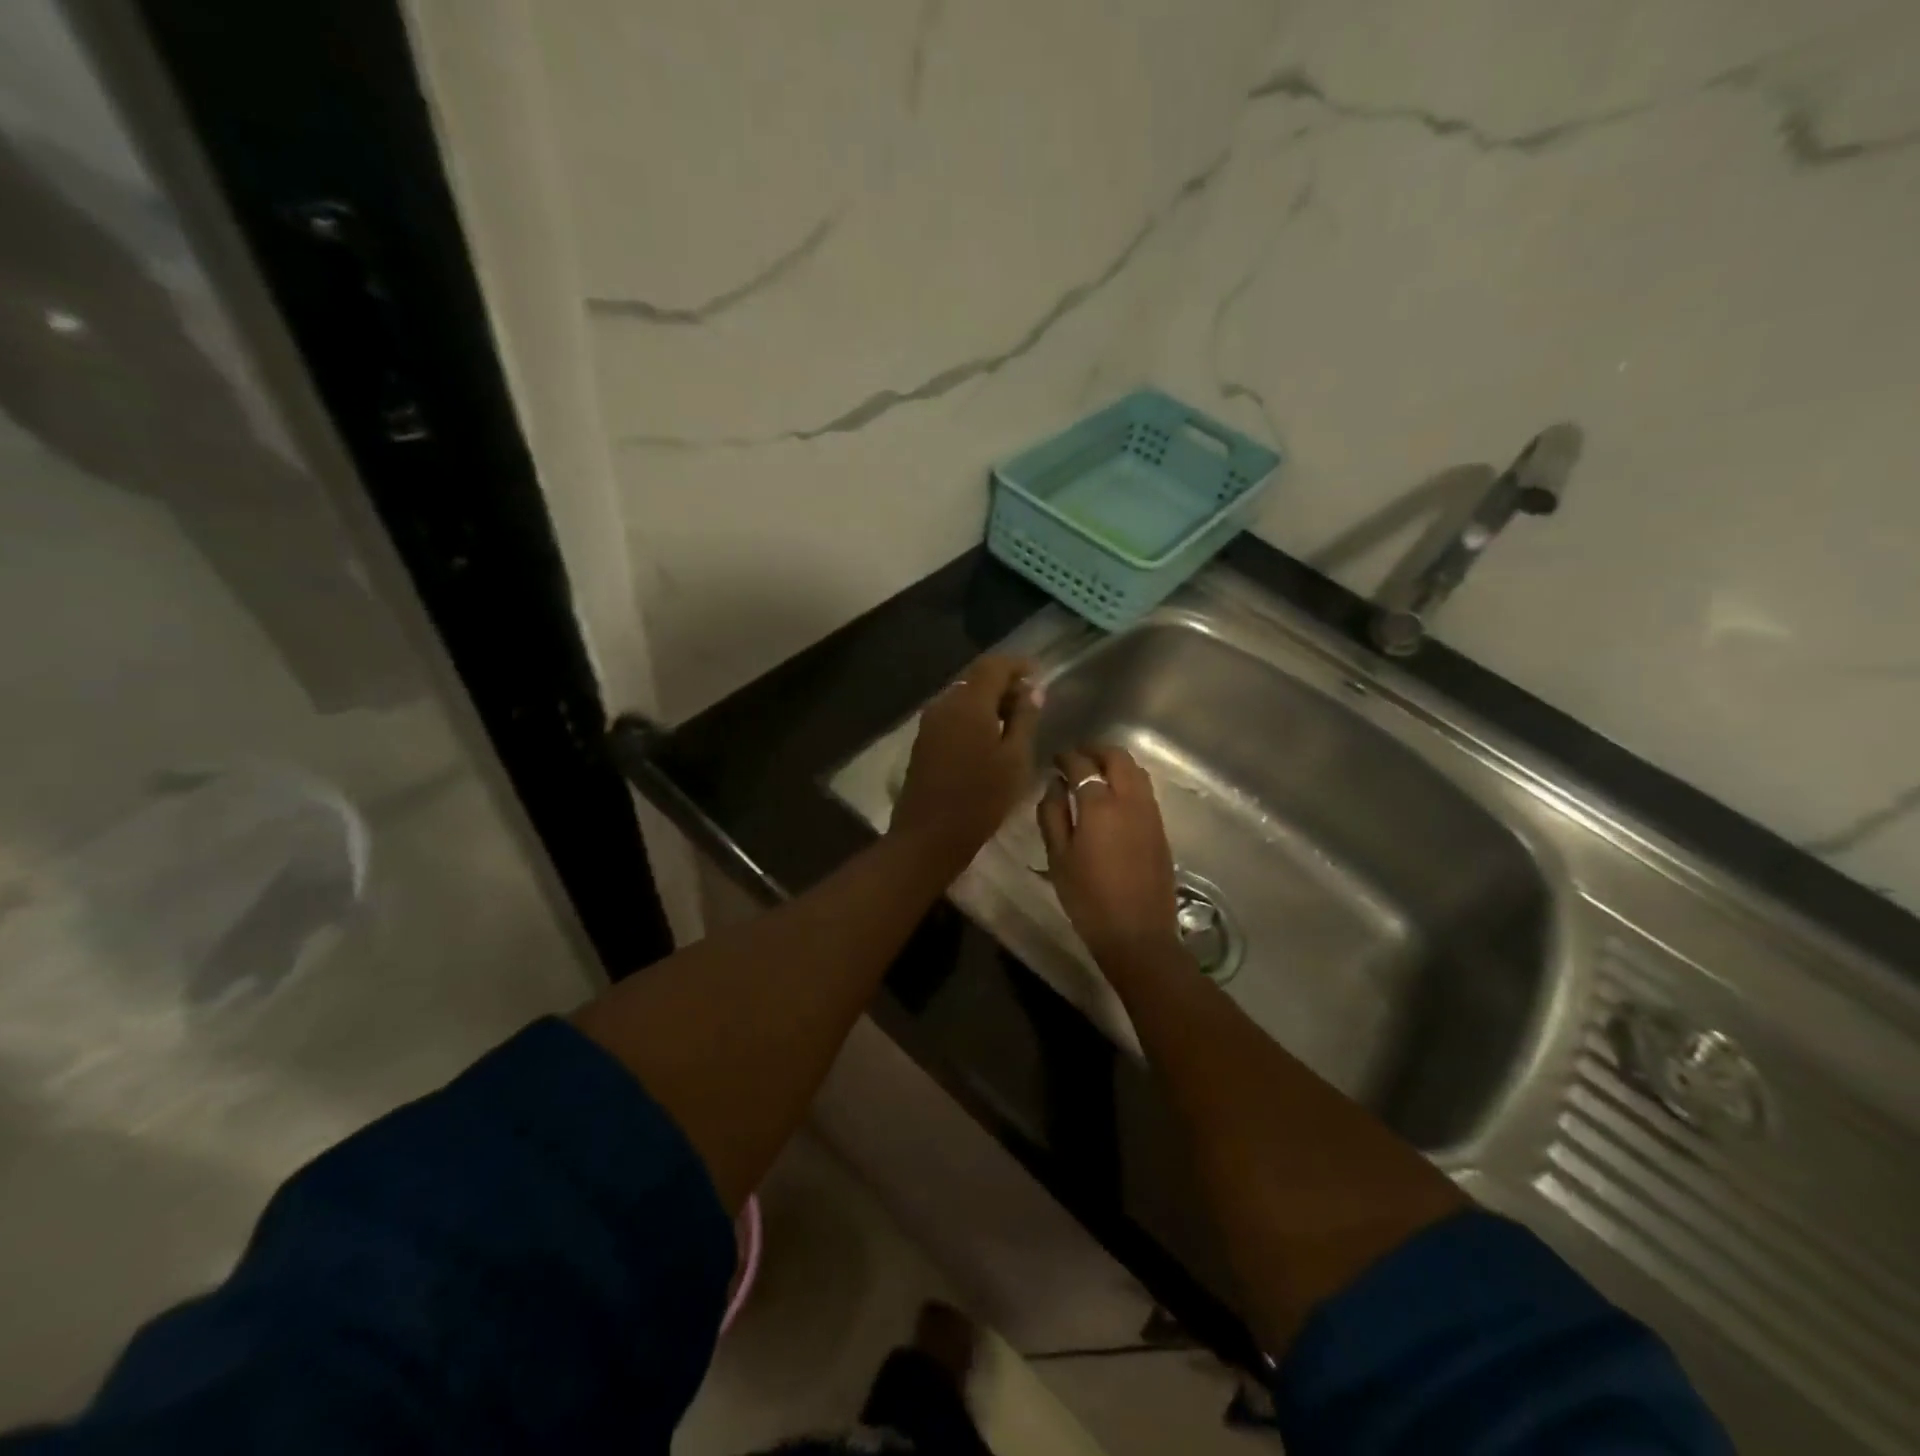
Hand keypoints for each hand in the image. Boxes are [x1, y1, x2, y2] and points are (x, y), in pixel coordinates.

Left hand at [891, 654, 1039, 866]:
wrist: (929, 835)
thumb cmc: (981, 798)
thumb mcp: (1015, 759)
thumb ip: (1025, 719)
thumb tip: (1032, 690)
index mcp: (969, 703)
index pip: (993, 665)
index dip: (1017, 665)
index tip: (1038, 674)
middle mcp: (945, 704)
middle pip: (976, 679)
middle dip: (1004, 684)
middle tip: (1030, 702)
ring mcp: (930, 722)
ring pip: (963, 697)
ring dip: (988, 701)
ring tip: (1014, 722)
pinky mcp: (924, 740)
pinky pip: (952, 714)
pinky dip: (973, 716)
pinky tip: (990, 737)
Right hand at [1037, 745, 1180, 966]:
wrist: (1137, 934)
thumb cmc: (1088, 898)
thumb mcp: (1058, 858)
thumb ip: (1052, 815)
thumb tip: (1055, 785)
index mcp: (1100, 805)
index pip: (1082, 765)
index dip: (1066, 757)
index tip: (1055, 760)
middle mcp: (1130, 800)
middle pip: (1118, 757)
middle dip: (1096, 750)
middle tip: (1077, 757)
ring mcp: (1150, 813)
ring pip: (1136, 771)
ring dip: (1115, 764)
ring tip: (1095, 774)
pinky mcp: (1161, 829)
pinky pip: (1145, 791)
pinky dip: (1128, 781)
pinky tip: (1113, 798)